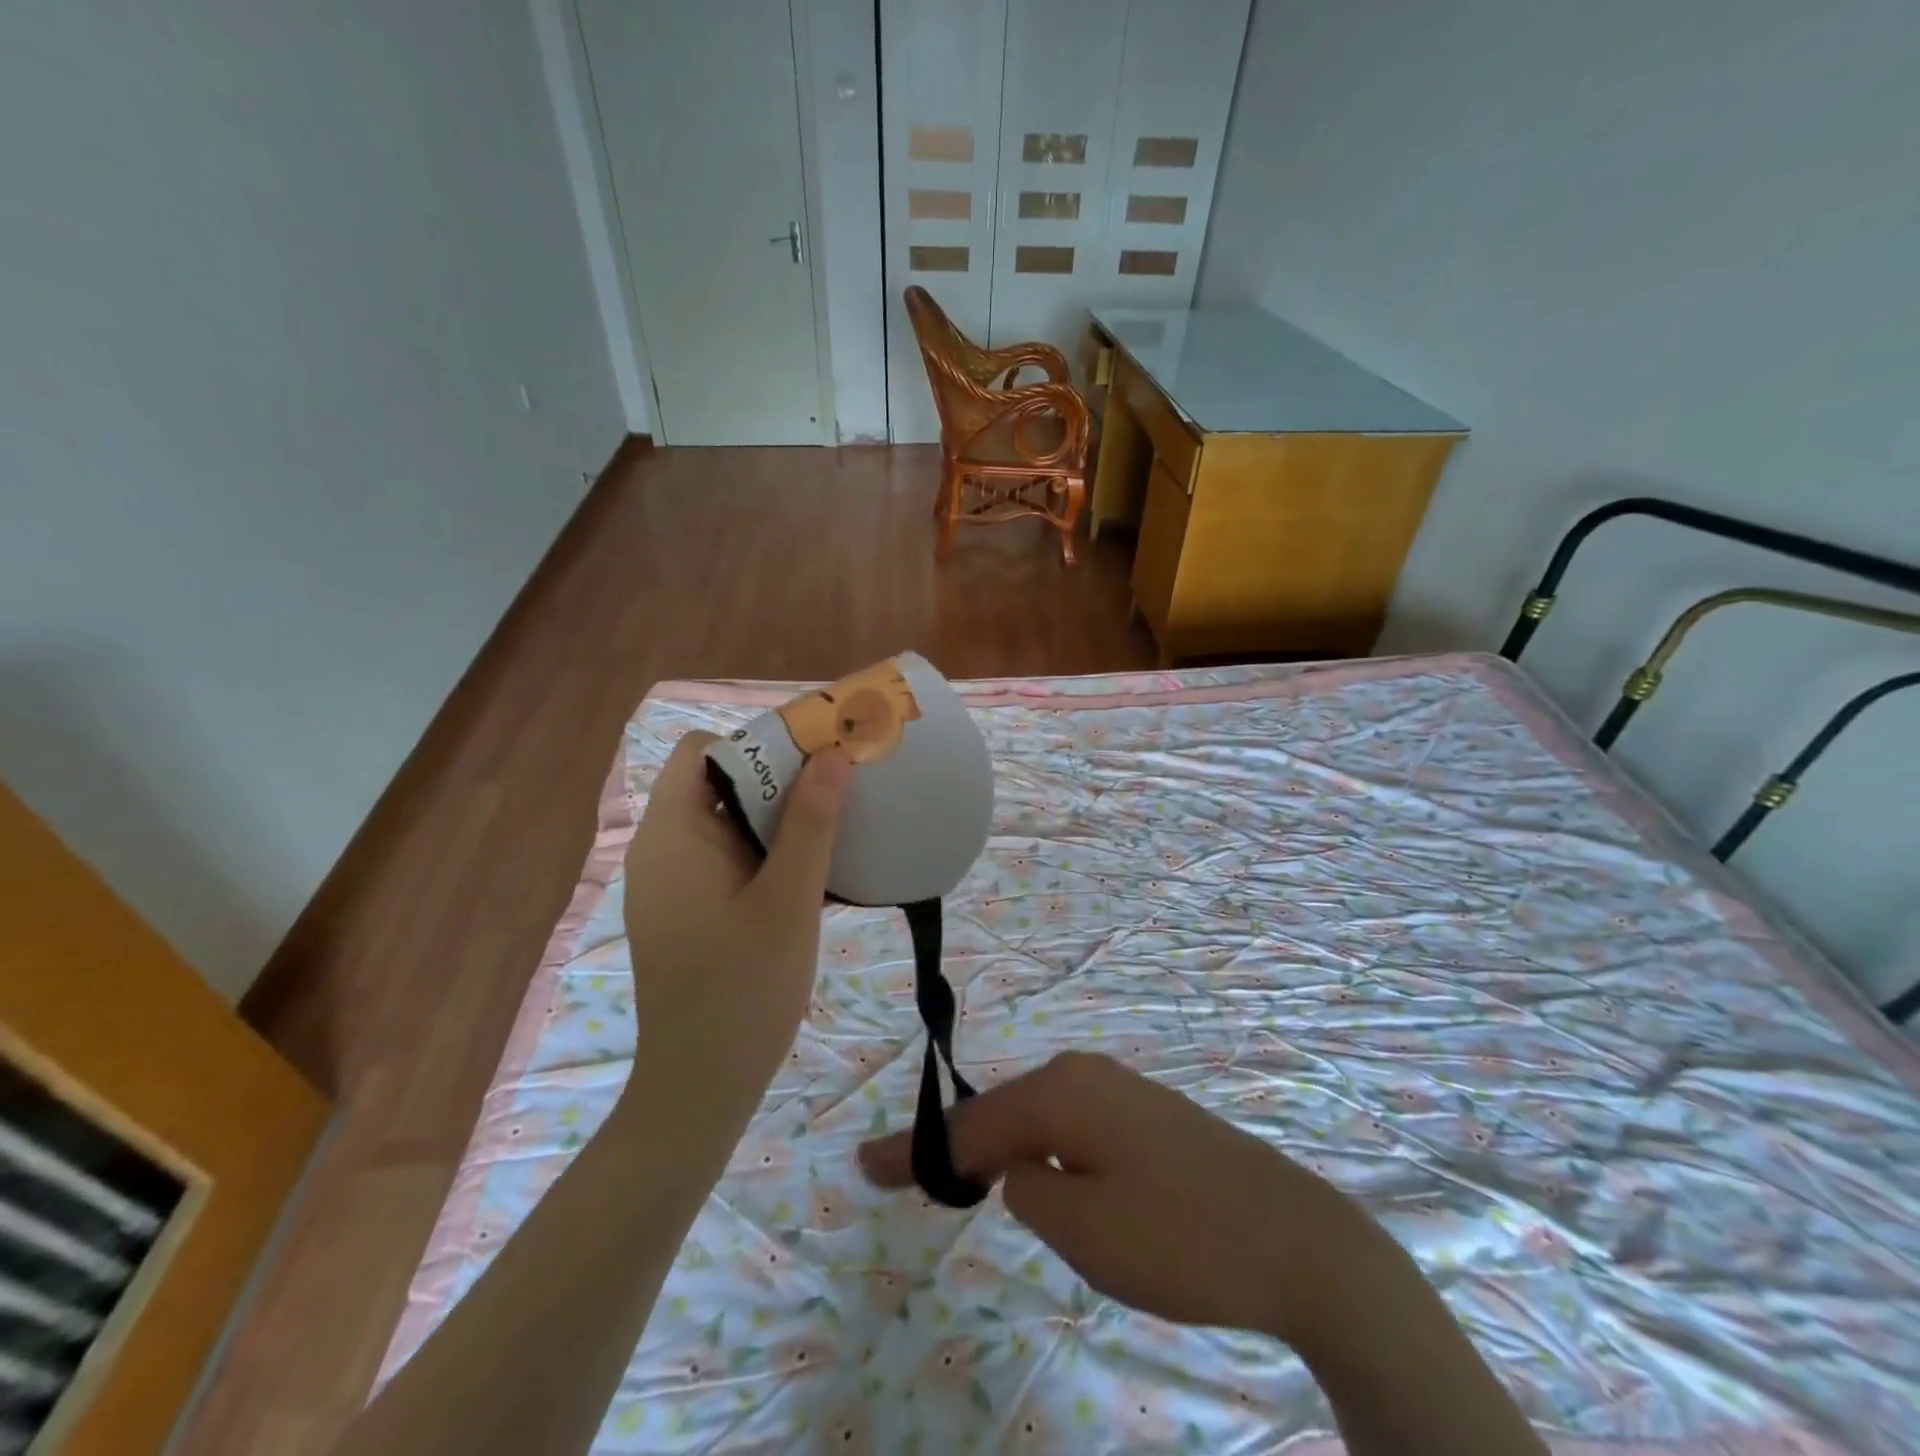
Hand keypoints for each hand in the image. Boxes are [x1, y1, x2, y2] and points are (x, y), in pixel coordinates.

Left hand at [619, 730, 850, 1134]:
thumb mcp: (789, 899)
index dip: (754, 743)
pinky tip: (809, 874)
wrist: (700, 1089)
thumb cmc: (743, 988)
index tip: (811, 758)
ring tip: (833, 825)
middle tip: (836, 788)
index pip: (699, 751)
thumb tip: (831, 754)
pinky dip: (764, 852)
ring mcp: (671, 886)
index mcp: (672, 835)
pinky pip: (724, 860)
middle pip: (714, 783)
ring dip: (776, 818)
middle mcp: (661, 850)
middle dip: (776, 778)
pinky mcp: (686, 914)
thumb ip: (811, 823)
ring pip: (724, 824)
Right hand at [857, 1050, 1362, 1342]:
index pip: (968, 1125)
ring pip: (1033, 1116)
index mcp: (1060, 1091)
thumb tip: (1019, 1167)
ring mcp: (1115, 1087)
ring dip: (992, 1146)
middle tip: (897, 1175)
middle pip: (997, 1110)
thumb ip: (1026, 1190)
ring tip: (954, 1179)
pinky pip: (1067, 1124)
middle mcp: (1081, 1072)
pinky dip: (1034, 1147)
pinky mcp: (1141, 1112)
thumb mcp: (1082, 1229)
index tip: (865, 1165)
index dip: (915, 1151)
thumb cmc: (1180, 1236)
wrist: (1295, 1238)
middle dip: (950, 1146)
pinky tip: (1029, 1171)